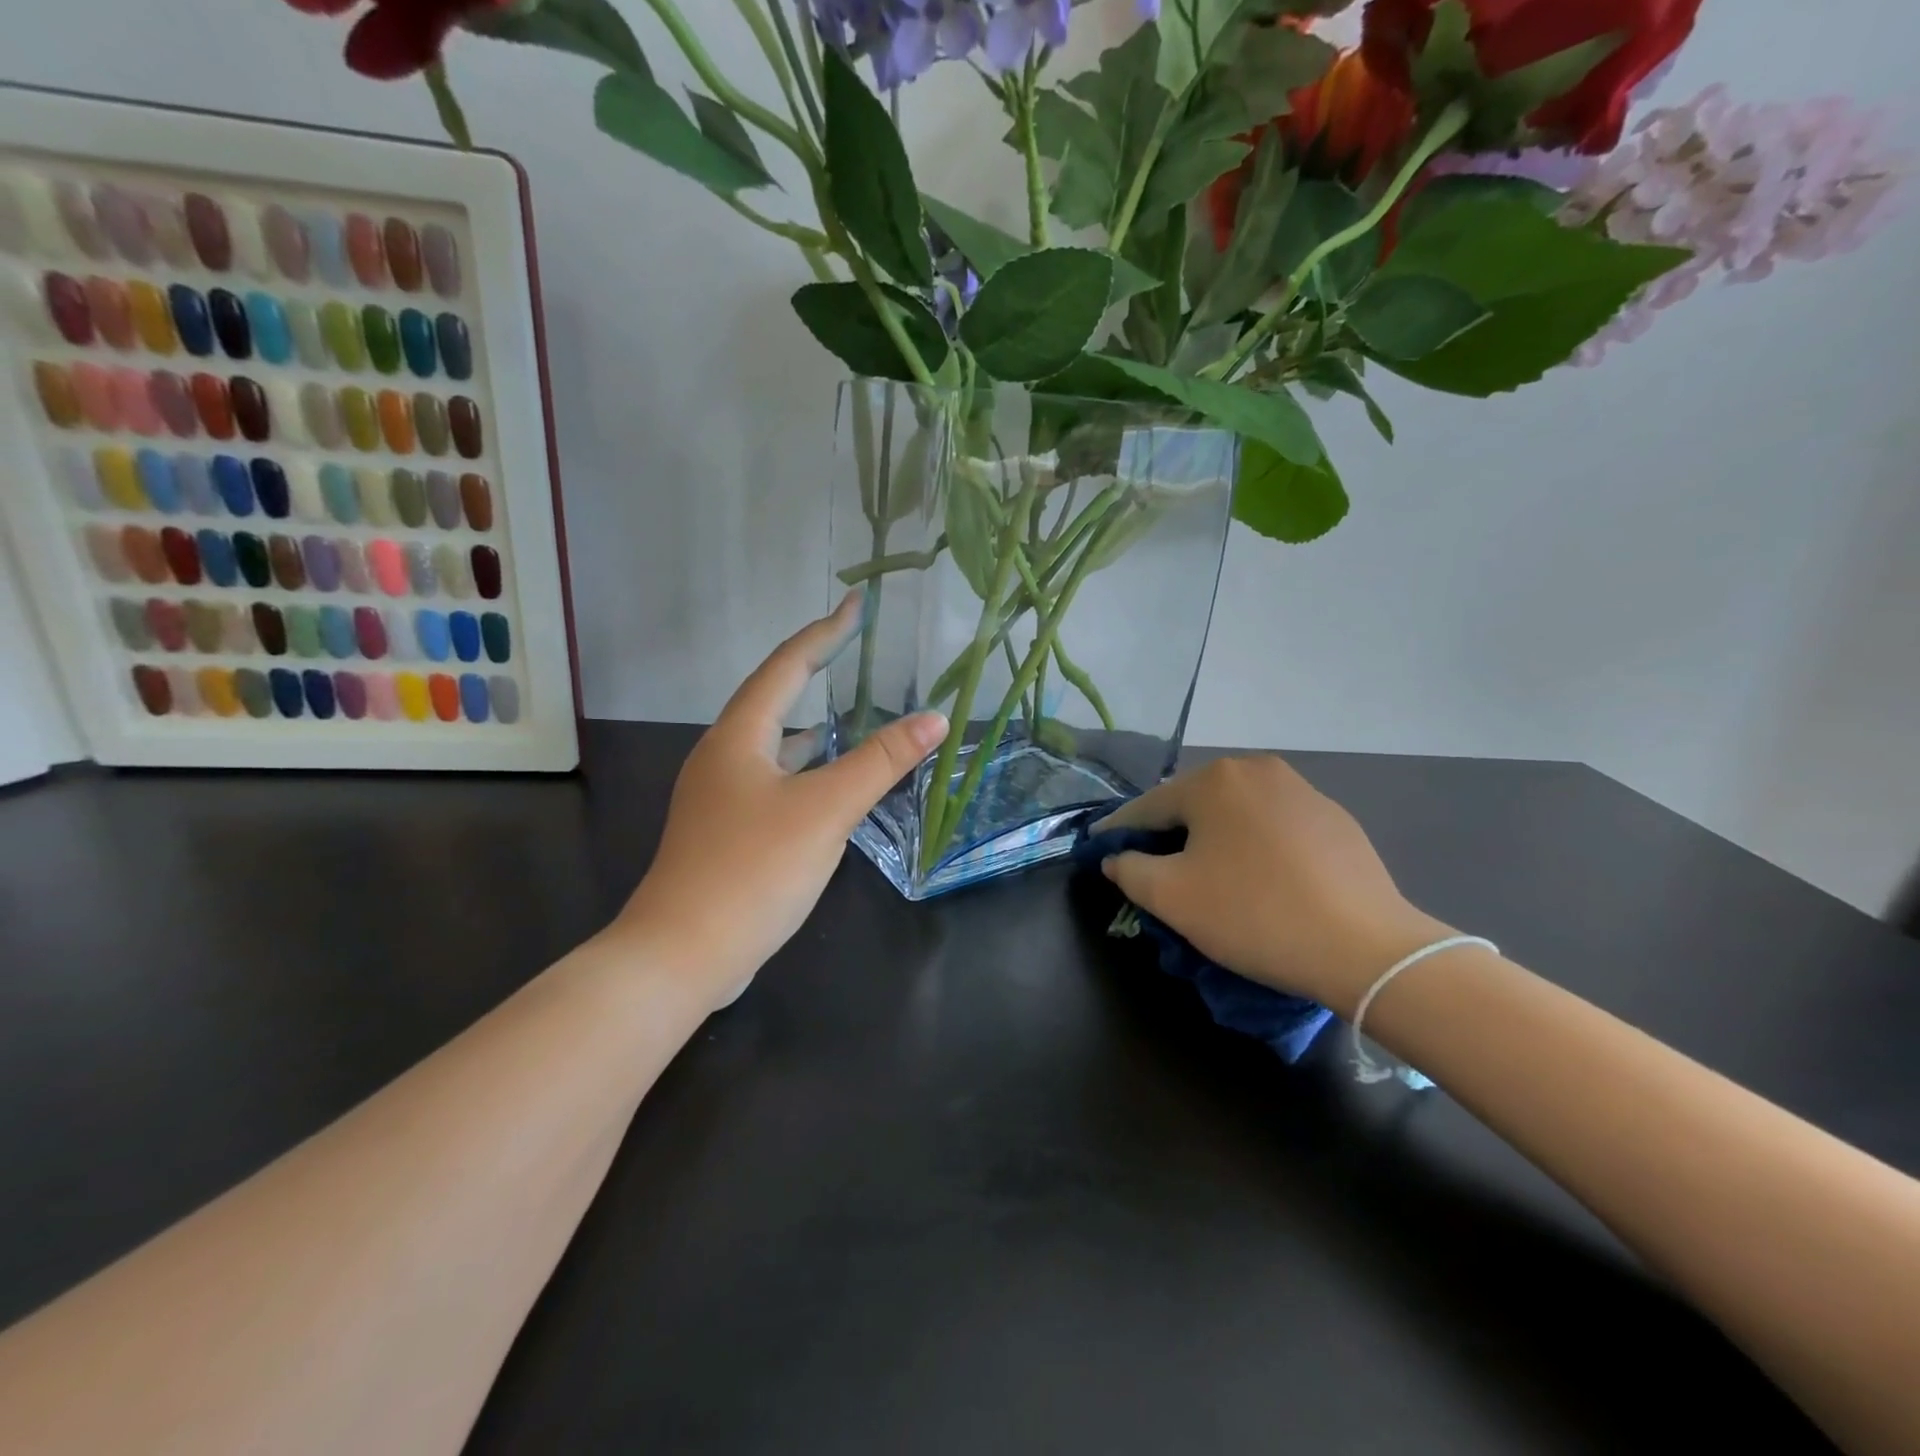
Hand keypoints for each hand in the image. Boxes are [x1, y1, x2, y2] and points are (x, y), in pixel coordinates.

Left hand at [617, 593, 946, 1006]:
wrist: (681, 954)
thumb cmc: (753, 869)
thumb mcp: (825, 809)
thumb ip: (881, 762)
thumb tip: (933, 717)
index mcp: (739, 736)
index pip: (787, 666)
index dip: (825, 632)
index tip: (856, 603)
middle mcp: (723, 756)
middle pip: (773, 698)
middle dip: (814, 671)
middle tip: (855, 651)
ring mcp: (720, 796)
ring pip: (772, 743)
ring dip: (809, 723)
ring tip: (849, 712)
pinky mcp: (726, 831)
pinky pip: (772, 779)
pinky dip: (803, 768)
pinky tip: (825, 783)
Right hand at [1096, 756, 1453, 1015]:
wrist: (1366, 949)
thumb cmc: (1253, 914)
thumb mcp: (1171, 897)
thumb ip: (1129, 869)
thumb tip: (1117, 857)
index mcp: (1214, 780)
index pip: (1147, 806)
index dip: (1118, 832)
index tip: (1099, 851)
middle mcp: (1257, 770)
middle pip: (1193, 805)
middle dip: (1168, 835)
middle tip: (1153, 871)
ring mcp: (1302, 791)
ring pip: (1235, 815)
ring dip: (1212, 840)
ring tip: (1206, 877)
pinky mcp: (1335, 820)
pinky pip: (1273, 828)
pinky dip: (1253, 848)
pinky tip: (1259, 881)